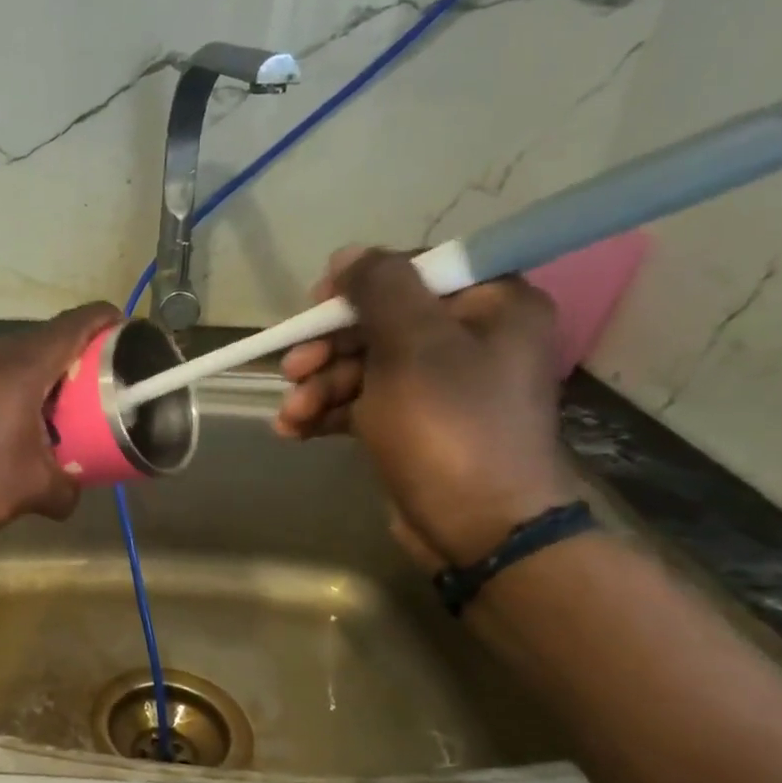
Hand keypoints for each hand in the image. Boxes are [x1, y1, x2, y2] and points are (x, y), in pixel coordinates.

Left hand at [0, 302, 122, 534]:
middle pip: (48, 338)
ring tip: (58, 410)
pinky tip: (11, 427)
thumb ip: (66, 490)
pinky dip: (12, 390)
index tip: (129, 335)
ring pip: (16, 358)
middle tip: (99, 387)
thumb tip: (73, 496)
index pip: (78, 323)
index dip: (108, 322)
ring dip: (42, 377)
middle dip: (79, 357)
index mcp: (24, 364)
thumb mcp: (34, 490)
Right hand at [275, 248, 576, 566]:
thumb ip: (380, 288)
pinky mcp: (418, 425)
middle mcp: (473, 339)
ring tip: (289, 415)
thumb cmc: (448, 426)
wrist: (478, 528)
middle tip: (291, 370)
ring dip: (320, 387)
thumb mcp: (411, 346)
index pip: (415, 272)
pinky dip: (330, 413)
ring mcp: (444, 387)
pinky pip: (367, 403)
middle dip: (328, 349)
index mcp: (492, 305)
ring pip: (366, 366)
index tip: (316, 307)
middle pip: (382, 323)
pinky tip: (295, 430)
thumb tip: (349, 254)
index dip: (358, 288)